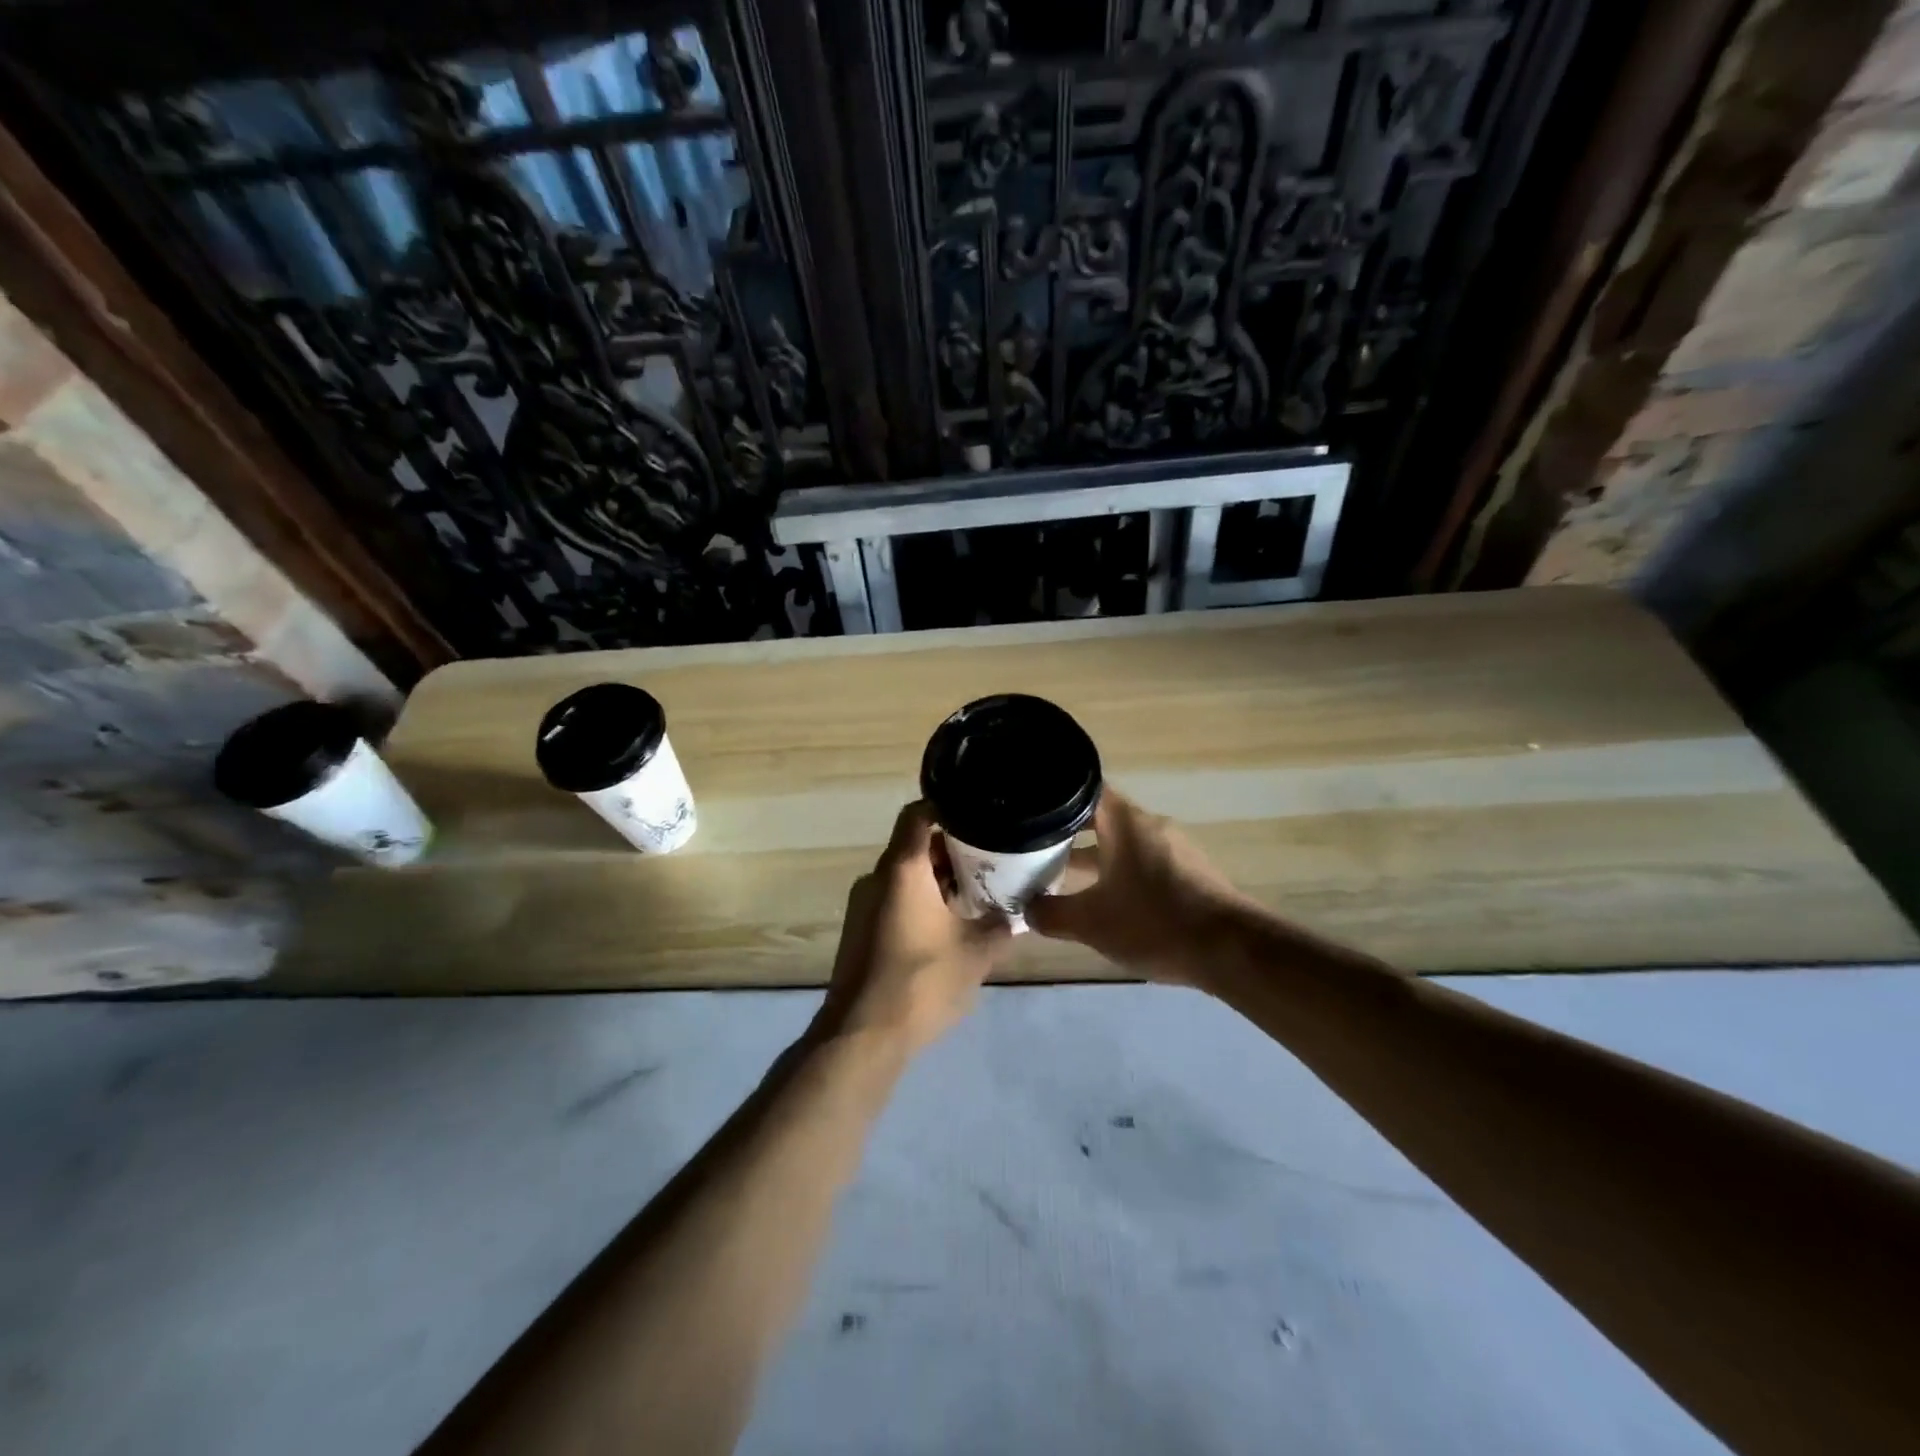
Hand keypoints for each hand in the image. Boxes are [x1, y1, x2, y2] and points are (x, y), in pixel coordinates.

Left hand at [816, 801, 1013, 1054]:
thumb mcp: (977, 953)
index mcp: (903, 869)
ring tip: (977, 890)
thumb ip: (1000, 926)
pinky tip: (950, 922)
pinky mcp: (862, 928)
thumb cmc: (922, 981)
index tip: (977, 813)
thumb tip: (1017, 914)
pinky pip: (895, 897)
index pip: (918, 814)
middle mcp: (878, 877)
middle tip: (991, 857)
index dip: (946, 807)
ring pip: (906, 874)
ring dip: (939, 878)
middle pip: (915, 845)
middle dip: (953, 849)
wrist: (863, 1034)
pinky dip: (922, 899)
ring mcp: (865, 903)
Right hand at [1026, 789, 1252, 984]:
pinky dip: (1121, 872)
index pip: (1083, 789)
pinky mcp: (1190, 872)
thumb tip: (1026, 908)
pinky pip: (1144, 861)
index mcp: (1124, 821)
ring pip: (1122, 842)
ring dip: (1095, 855)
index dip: (1054, 795)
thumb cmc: (1153, 922)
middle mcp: (1149, 824)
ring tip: (1063, 875)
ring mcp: (1173, 847)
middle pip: (1101, 816)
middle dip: (1068, 832)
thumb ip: (1051, 914)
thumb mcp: (1091, 923)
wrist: (1231, 950)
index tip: (1029, 809)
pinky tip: (1108, 899)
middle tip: (1035, 846)